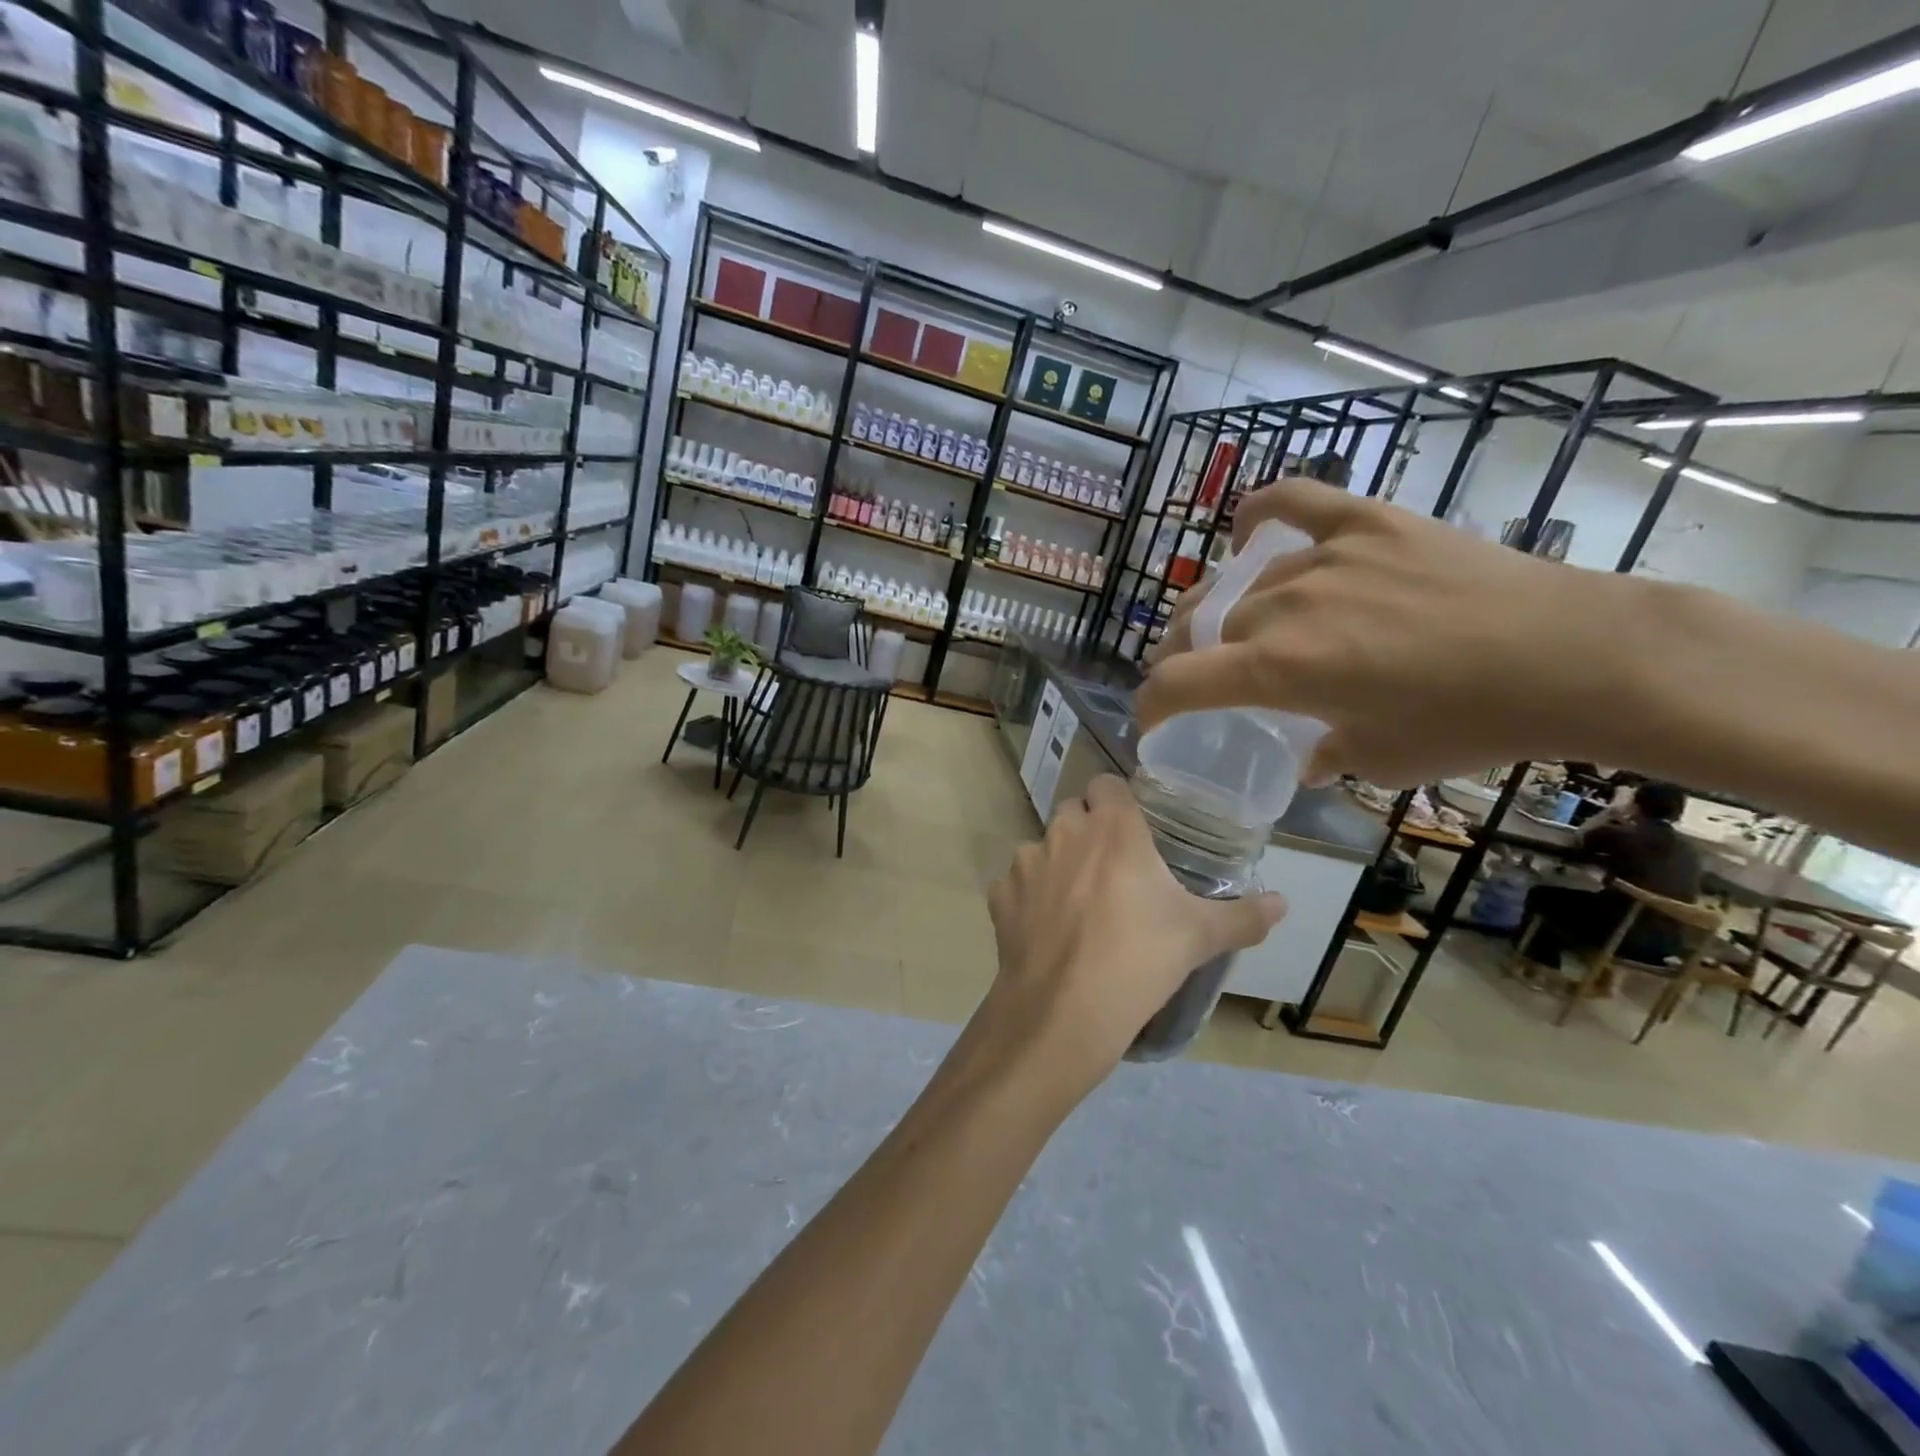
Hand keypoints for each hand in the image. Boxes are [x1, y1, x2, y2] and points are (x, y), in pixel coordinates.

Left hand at [977, 775, 1282, 1097]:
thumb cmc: (1140, 960)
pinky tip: (1046, 928)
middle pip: (1072, 811)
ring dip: (1057, 862)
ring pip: (1041, 845)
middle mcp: (1064, 832)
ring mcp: (1026, 862)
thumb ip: (1244, 916)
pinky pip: (1015, 883)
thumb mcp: (1200, 937)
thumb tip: (1283, 903)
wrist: (1065, 1010)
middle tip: (1112, 868)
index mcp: (1112, 828)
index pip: (1107, 783)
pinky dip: (1028, 897)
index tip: (1133, 828)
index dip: (1117, 801)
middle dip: (1088, 829)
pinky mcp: (1000, 895)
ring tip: (1078, 903)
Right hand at [1139, 478, 1637, 788]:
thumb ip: (1324, 755)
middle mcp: (1284, 607)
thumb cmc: (1472, 722)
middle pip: (1202, 628)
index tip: (1153, 722)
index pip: (1177, 683)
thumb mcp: (1382, 760)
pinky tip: (1248, 533)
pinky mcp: (1366, 523)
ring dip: (1224, 611)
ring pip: (1243, 584)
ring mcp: (1324, 557)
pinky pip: (1292, 503)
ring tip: (1234, 625)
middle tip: (1197, 676)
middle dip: (1184, 657)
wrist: (1574, 656)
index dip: (1151, 706)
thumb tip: (1307, 756)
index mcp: (1278, 670)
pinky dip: (1260, 515)